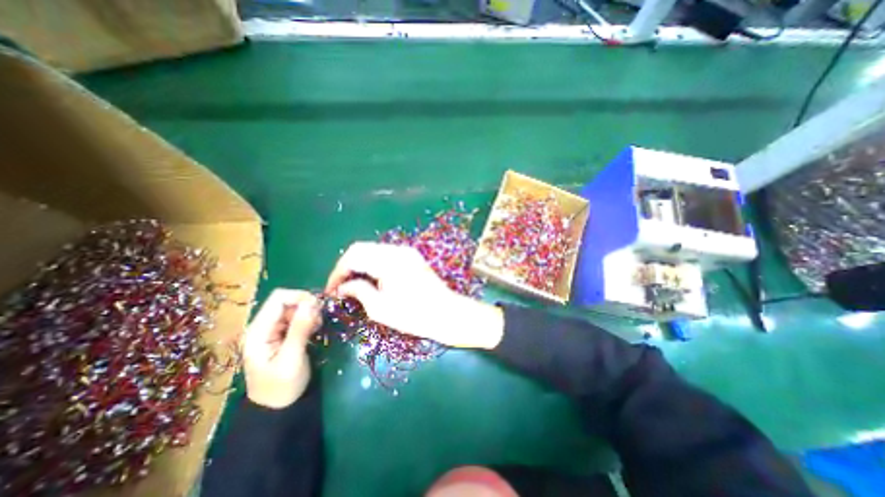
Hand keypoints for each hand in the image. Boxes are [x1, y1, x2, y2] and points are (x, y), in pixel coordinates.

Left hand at [241, 290, 320, 409]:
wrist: (277, 408)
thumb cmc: (282, 387)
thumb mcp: (292, 358)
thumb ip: (300, 329)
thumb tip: (312, 303)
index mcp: (258, 331)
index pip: (279, 298)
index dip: (300, 296)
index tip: (318, 307)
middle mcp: (262, 326)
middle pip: (287, 301)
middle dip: (306, 306)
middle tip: (319, 321)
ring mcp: (271, 330)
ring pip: (294, 308)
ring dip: (309, 313)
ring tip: (317, 327)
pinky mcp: (281, 334)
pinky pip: (296, 317)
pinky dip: (308, 319)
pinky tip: (314, 329)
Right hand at [326, 242, 503, 346]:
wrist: (447, 314)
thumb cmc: (414, 315)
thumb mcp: (380, 308)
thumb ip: (358, 291)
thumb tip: (342, 286)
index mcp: (388, 260)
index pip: (353, 255)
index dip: (338, 272)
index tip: (332, 290)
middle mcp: (397, 249)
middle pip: (362, 249)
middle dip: (347, 267)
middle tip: (340, 287)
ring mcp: (406, 252)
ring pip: (373, 250)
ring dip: (360, 265)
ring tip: (353, 285)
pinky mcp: (412, 257)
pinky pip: (385, 255)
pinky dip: (373, 264)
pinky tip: (371, 280)